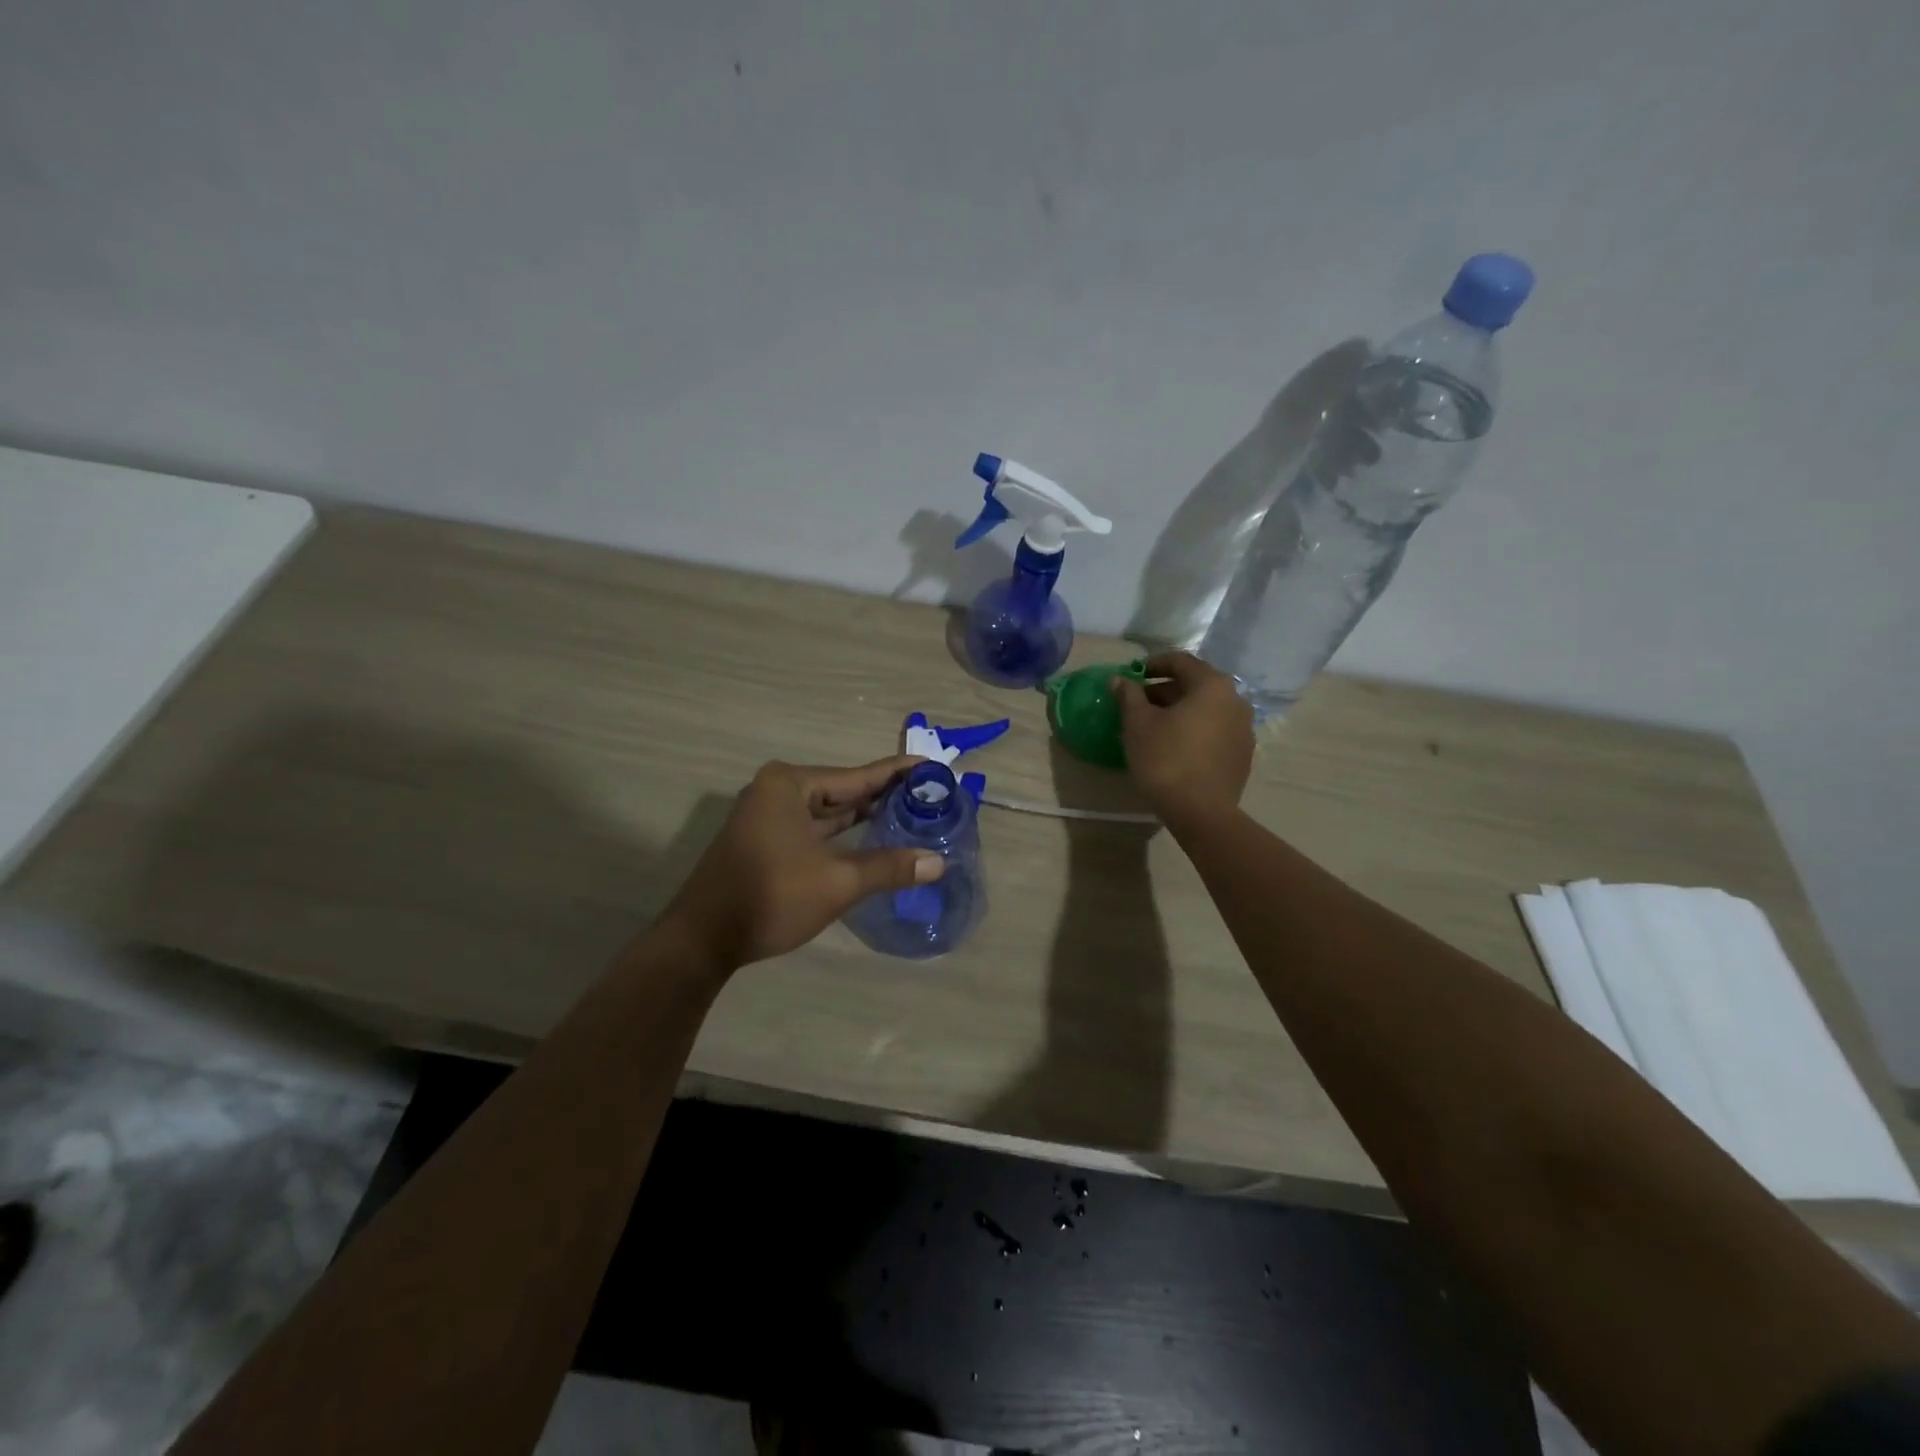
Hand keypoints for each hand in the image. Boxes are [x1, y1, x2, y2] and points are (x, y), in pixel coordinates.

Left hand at [659, 757, 943, 971]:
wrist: (703, 940)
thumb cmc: (771, 897)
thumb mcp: (837, 882)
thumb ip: (889, 867)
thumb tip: (938, 863)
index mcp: (790, 785)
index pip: (857, 775)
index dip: (898, 773)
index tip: (932, 766)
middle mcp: (777, 791)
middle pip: (843, 790)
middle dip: (884, 796)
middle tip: (930, 796)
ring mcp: (767, 816)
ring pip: (828, 812)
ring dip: (864, 816)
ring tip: (910, 814)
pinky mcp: (765, 840)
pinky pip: (813, 829)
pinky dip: (842, 834)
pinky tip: (871, 839)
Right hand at [1112, 652, 1253, 822]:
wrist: (1201, 812)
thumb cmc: (1166, 760)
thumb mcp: (1138, 724)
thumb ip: (1129, 696)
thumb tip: (1120, 680)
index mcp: (1212, 685)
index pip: (1180, 661)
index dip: (1152, 664)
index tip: (1131, 675)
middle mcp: (1235, 700)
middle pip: (1195, 684)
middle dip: (1164, 690)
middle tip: (1137, 703)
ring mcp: (1244, 728)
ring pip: (1206, 709)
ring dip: (1179, 711)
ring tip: (1153, 726)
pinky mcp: (1243, 754)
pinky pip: (1214, 730)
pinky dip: (1194, 730)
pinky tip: (1174, 746)